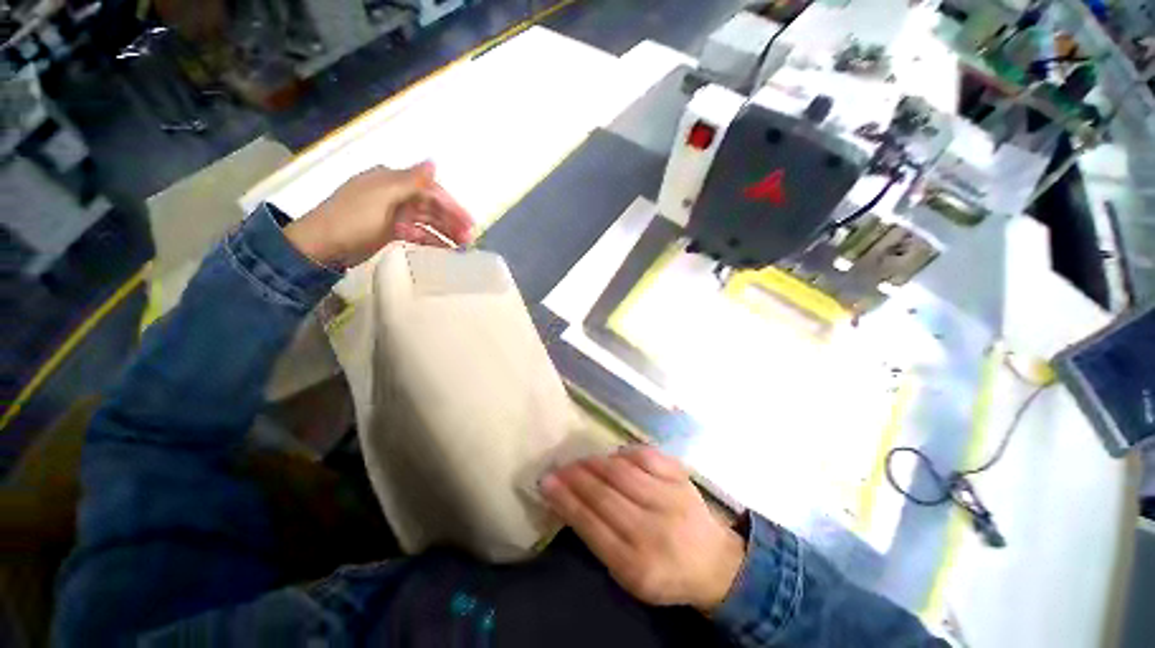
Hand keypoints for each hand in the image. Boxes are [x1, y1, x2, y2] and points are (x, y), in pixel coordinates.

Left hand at [284, 161, 473, 267]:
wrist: (321, 246)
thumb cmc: (352, 218)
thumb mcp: (382, 197)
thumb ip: (410, 181)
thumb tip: (434, 162)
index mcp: (392, 181)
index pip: (430, 191)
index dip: (452, 206)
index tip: (470, 223)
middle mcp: (396, 194)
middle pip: (431, 207)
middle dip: (452, 221)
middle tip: (470, 239)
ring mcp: (393, 214)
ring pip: (427, 221)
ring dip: (445, 232)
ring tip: (462, 247)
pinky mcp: (391, 231)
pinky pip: (418, 233)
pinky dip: (431, 240)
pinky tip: (444, 249)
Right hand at [541, 446, 745, 612]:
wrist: (714, 562)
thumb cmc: (665, 573)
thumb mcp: (628, 575)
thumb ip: (599, 540)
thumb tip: (570, 501)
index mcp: (637, 564)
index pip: (590, 525)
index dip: (564, 500)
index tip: (545, 482)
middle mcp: (653, 530)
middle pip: (604, 494)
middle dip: (574, 477)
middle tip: (558, 467)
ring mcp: (670, 498)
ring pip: (622, 472)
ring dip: (594, 462)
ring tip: (580, 461)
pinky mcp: (681, 477)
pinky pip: (645, 455)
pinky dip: (624, 452)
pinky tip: (612, 456)